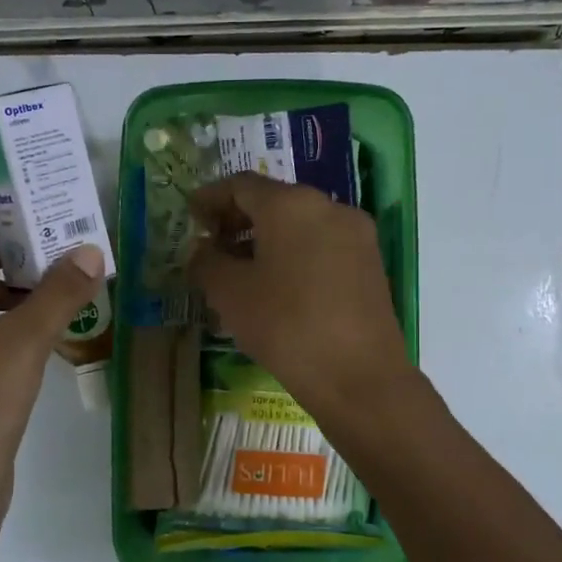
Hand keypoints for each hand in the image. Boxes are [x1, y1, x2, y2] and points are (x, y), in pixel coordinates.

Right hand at [186, 174, 412, 418]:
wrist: (358, 376)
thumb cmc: (285, 326)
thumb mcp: (230, 294)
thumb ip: (206, 262)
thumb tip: (202, 250)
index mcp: (291, 204)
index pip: (241, 185)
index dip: (210, 198)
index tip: (191, 217)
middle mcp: (329, 207)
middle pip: (274, 201)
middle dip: (239, 219)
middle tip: (213, 246)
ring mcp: (356, 235)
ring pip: (300, 224)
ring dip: (266, 238)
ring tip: (241, 270)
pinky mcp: (371, 264)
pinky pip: (322, 245)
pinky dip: (294, 254)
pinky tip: (278, 286)